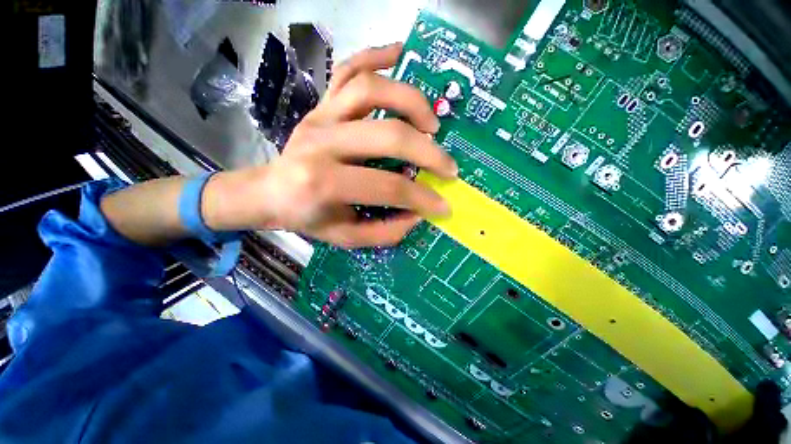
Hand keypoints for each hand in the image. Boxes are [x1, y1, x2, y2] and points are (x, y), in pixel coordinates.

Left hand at [204, 43, 457, 248]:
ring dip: (412, 102)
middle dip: (428, 153)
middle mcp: (323, 142)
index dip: (423, 199)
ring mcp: (321, 116)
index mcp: (325, 184)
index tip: (443, 205)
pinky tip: (402, 55)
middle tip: (447, 166)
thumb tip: (418, 214)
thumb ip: (385, 231)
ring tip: (431, 125)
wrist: (269, 192)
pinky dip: (378, 56)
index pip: (389, 187)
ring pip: (372, 89)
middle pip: (387, 135)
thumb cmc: (307, 217)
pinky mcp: (321, 104)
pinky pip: (349, 68)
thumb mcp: (346, 237)